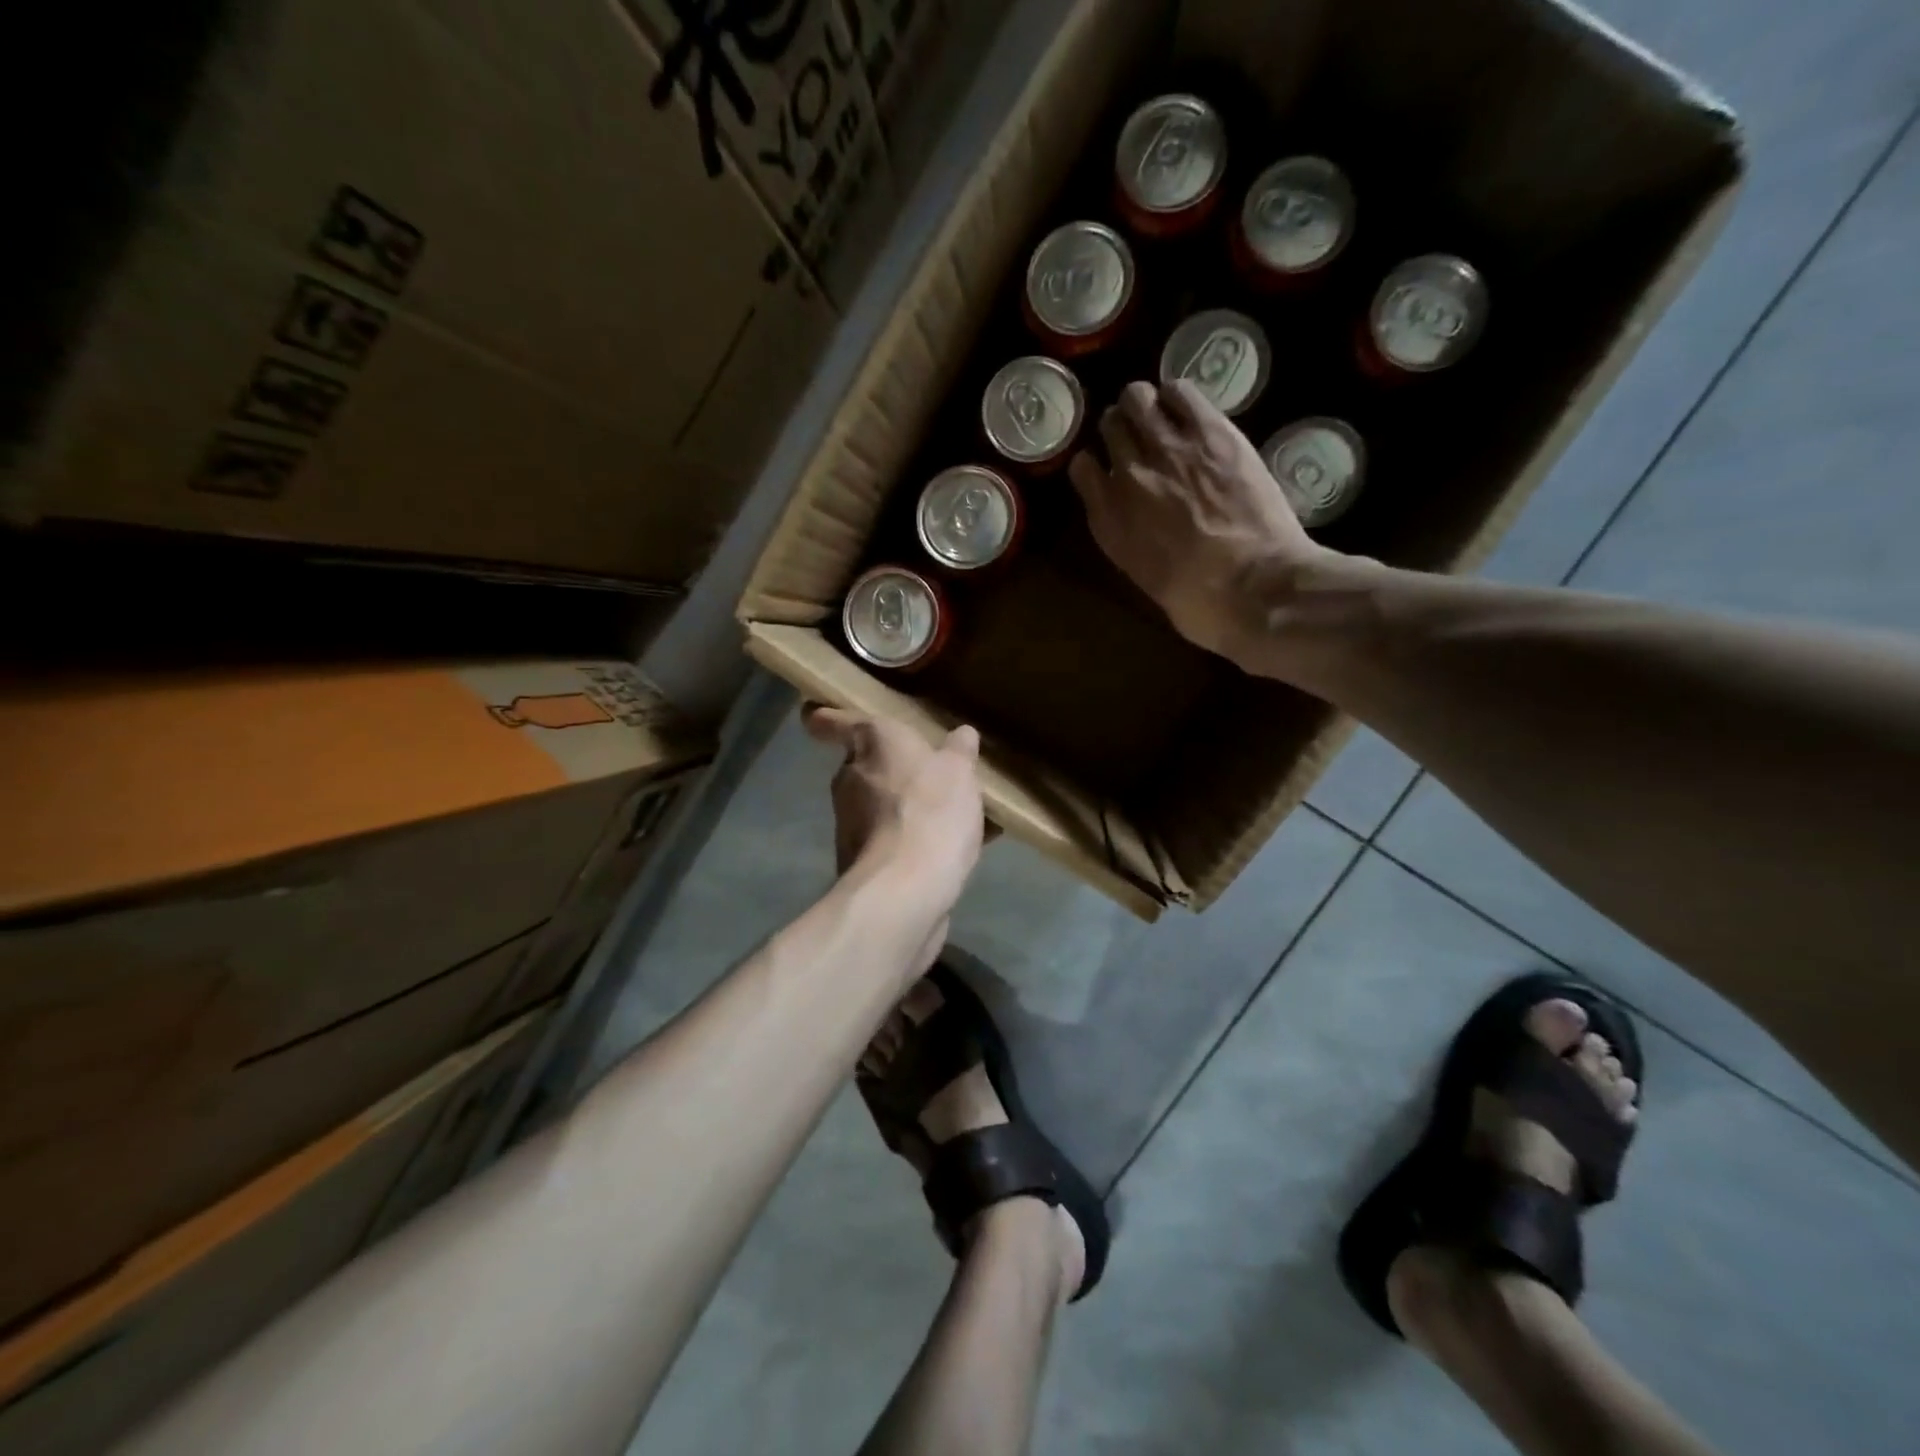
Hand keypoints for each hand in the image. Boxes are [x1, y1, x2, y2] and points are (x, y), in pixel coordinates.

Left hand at [802, 705, 986, 913]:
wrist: (903, 890)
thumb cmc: (931, 810)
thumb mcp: (959, 772)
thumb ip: (959, 752)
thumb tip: (961, 735)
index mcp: (871, 743)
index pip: (834, 721)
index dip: (826, 718)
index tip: (816, 717)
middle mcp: (851, 778)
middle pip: (864, 765)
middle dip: (891, 769)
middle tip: (927, 772)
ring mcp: (849, 823)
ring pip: (879, 805)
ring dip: (906, 808)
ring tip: (951, 816)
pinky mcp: (858, 861)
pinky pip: (890, 840)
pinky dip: (912, 841)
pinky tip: (950, 851)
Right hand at [1069, 379, 1330, 669]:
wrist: (1256, 590)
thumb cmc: (1202, 606)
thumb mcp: (1147, 578)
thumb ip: (1132, 541)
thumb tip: (1141, 521)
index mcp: (1109, 522)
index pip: (1082, 470)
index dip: (1095, 465)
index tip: (1107, 467)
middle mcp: (1128, 478)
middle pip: (1109, 427)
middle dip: (1121, 428)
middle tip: (1141, 436)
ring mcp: (1169, 450)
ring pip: (1137, 398)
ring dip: (1145, 404)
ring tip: (1161, 415)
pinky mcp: (1211, 432)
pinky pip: (1180, 392)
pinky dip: (1178, 396)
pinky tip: (1187, 409)